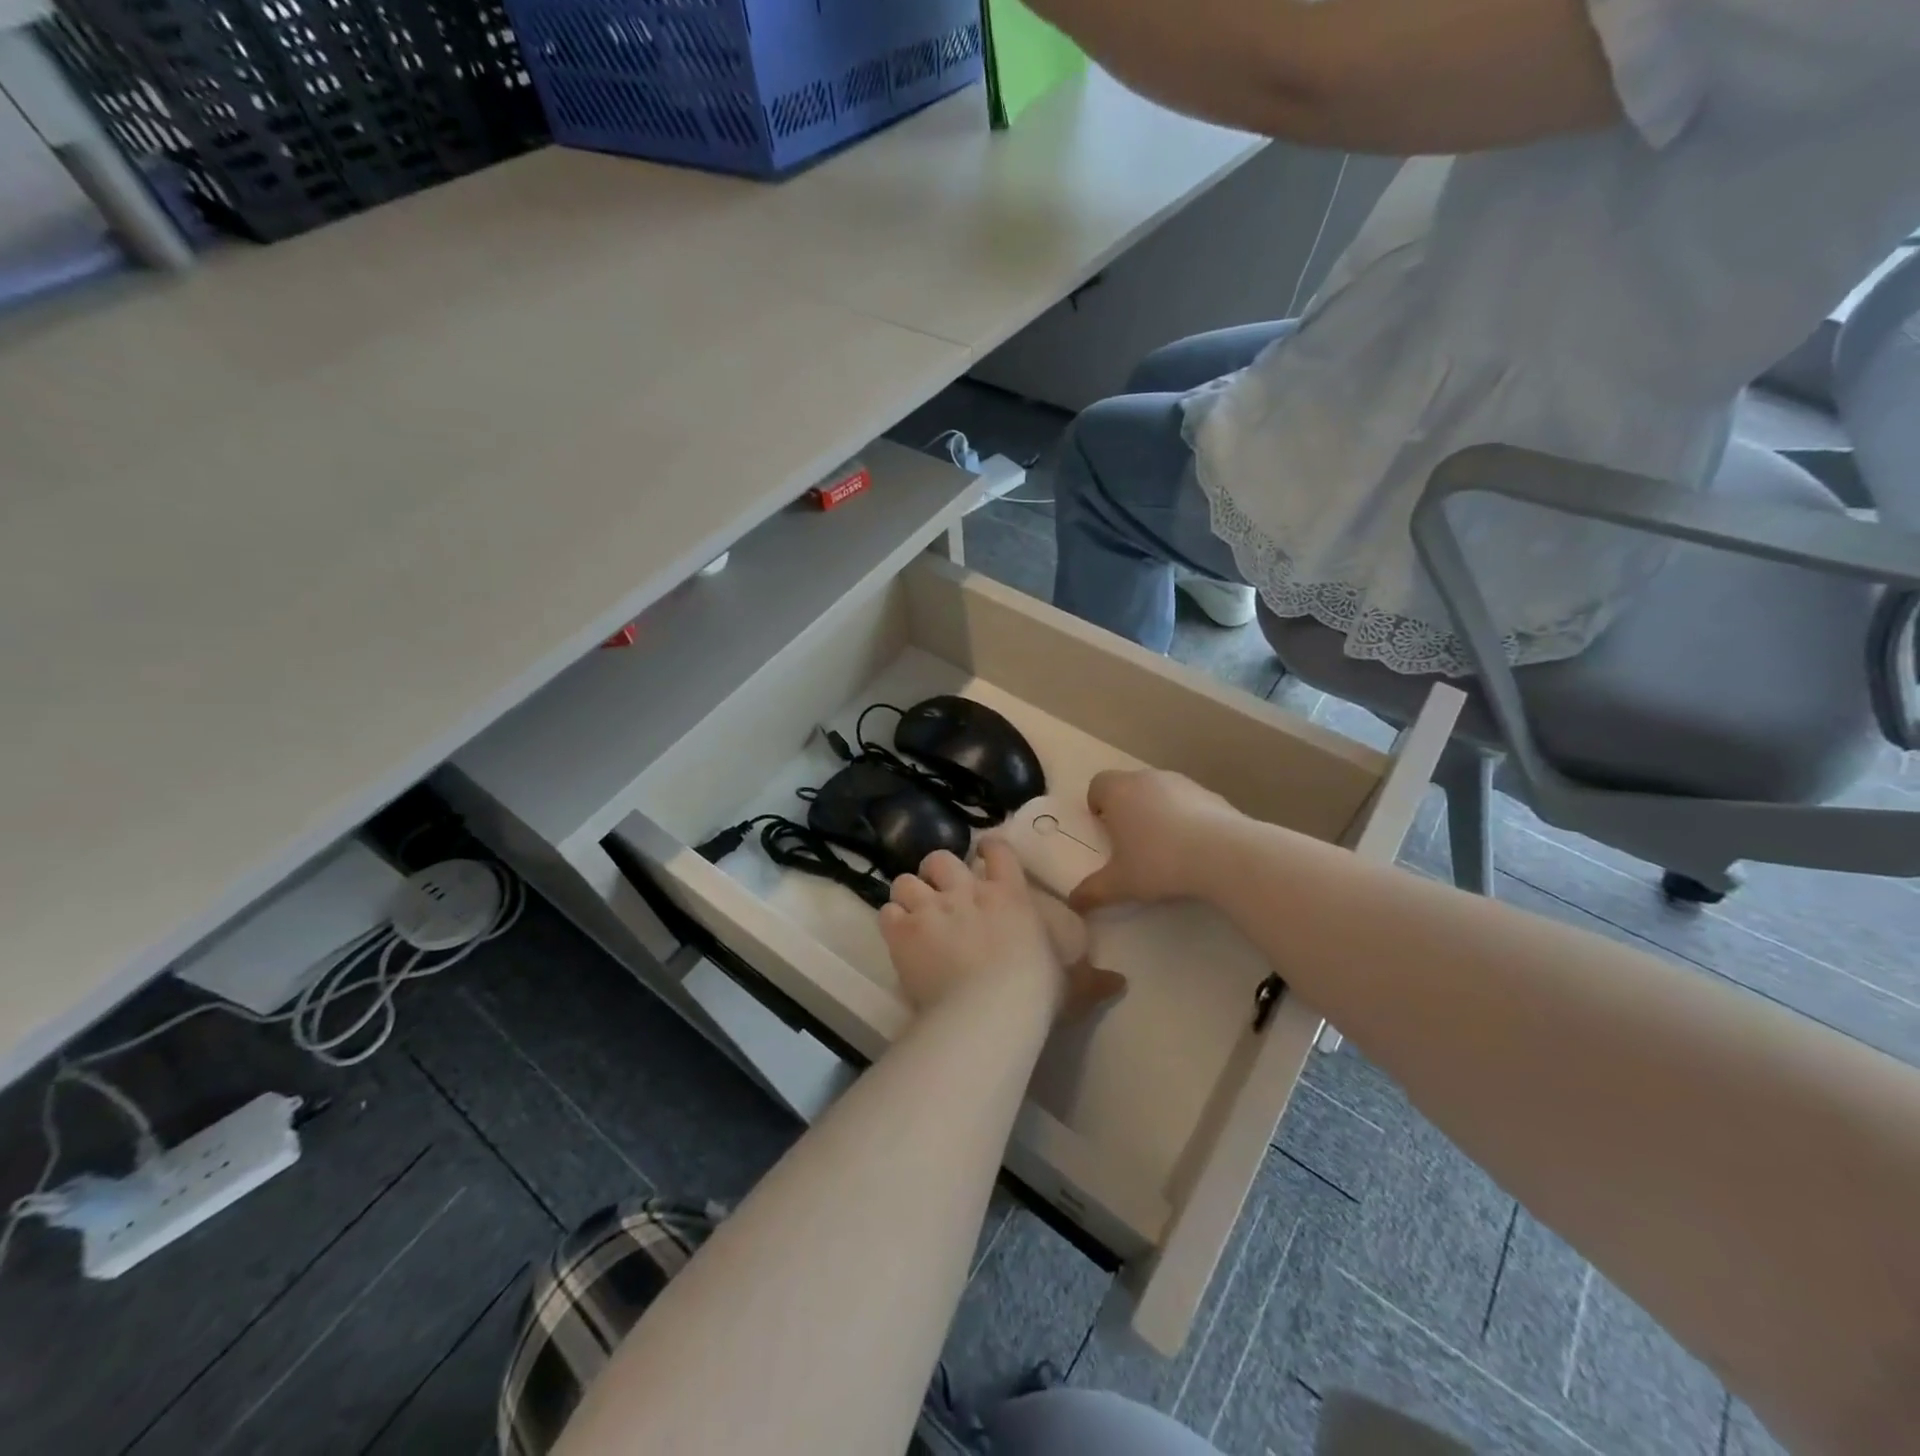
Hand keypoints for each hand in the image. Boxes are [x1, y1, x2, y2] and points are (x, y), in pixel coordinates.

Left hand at [881, 845, 1124, 1019]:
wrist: (990, 1009)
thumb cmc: (1036, 993)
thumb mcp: (1071, 984)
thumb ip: (1092, 979)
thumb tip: (1121, 983)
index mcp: (1009, 895)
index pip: (997, 851)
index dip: (988, 849)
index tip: (984, 857)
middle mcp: (967, 892)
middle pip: (941, 859)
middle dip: (938, 871)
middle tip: (940, 892)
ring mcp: (932, 908)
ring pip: (907, 880)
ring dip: (909, 895)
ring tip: (912, 913)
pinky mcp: (904, 931)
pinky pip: (887, 911)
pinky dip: (891, 921)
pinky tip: (897, 935)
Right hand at [1069, 770, 1241, 913]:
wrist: (1223, 854)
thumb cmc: (1158, 862)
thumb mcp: (1119, 884)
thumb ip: (1092, 891)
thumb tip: (1072, 903)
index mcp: (1118, 791)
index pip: (1098, 785)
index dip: (1097, 805)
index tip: (1104, 830)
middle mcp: (1147, 778)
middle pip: (1129, 787)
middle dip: (1127, 810)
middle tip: (1131, 842)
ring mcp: (1182, 783)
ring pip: (1160, 793)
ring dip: (1157, 812)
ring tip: (1164, 847)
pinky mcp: (1211, 794)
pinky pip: (1188, 803)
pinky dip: (1186, 818)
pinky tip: (1194, 847)